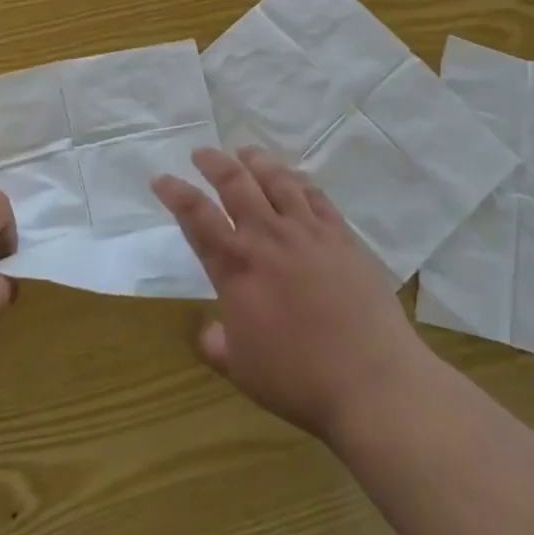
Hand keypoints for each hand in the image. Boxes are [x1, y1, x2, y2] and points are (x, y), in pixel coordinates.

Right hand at [154, 148, 430, 446]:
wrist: (372, 381)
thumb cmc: (299, 380)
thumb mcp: (243, 369)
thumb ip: (218, 344)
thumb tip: (206, 331)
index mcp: (237, 268)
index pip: (196, 217)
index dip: (175, 193)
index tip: (161, 179)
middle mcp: (268, 238)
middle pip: (235, 184)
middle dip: (213, 163)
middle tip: (202, 153)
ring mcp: (309, 232)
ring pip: (277, 180)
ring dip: (256, 161)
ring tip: (245, 153)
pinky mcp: (342, 237)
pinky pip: (316, 196)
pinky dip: (299, 180)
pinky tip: (294, 177)